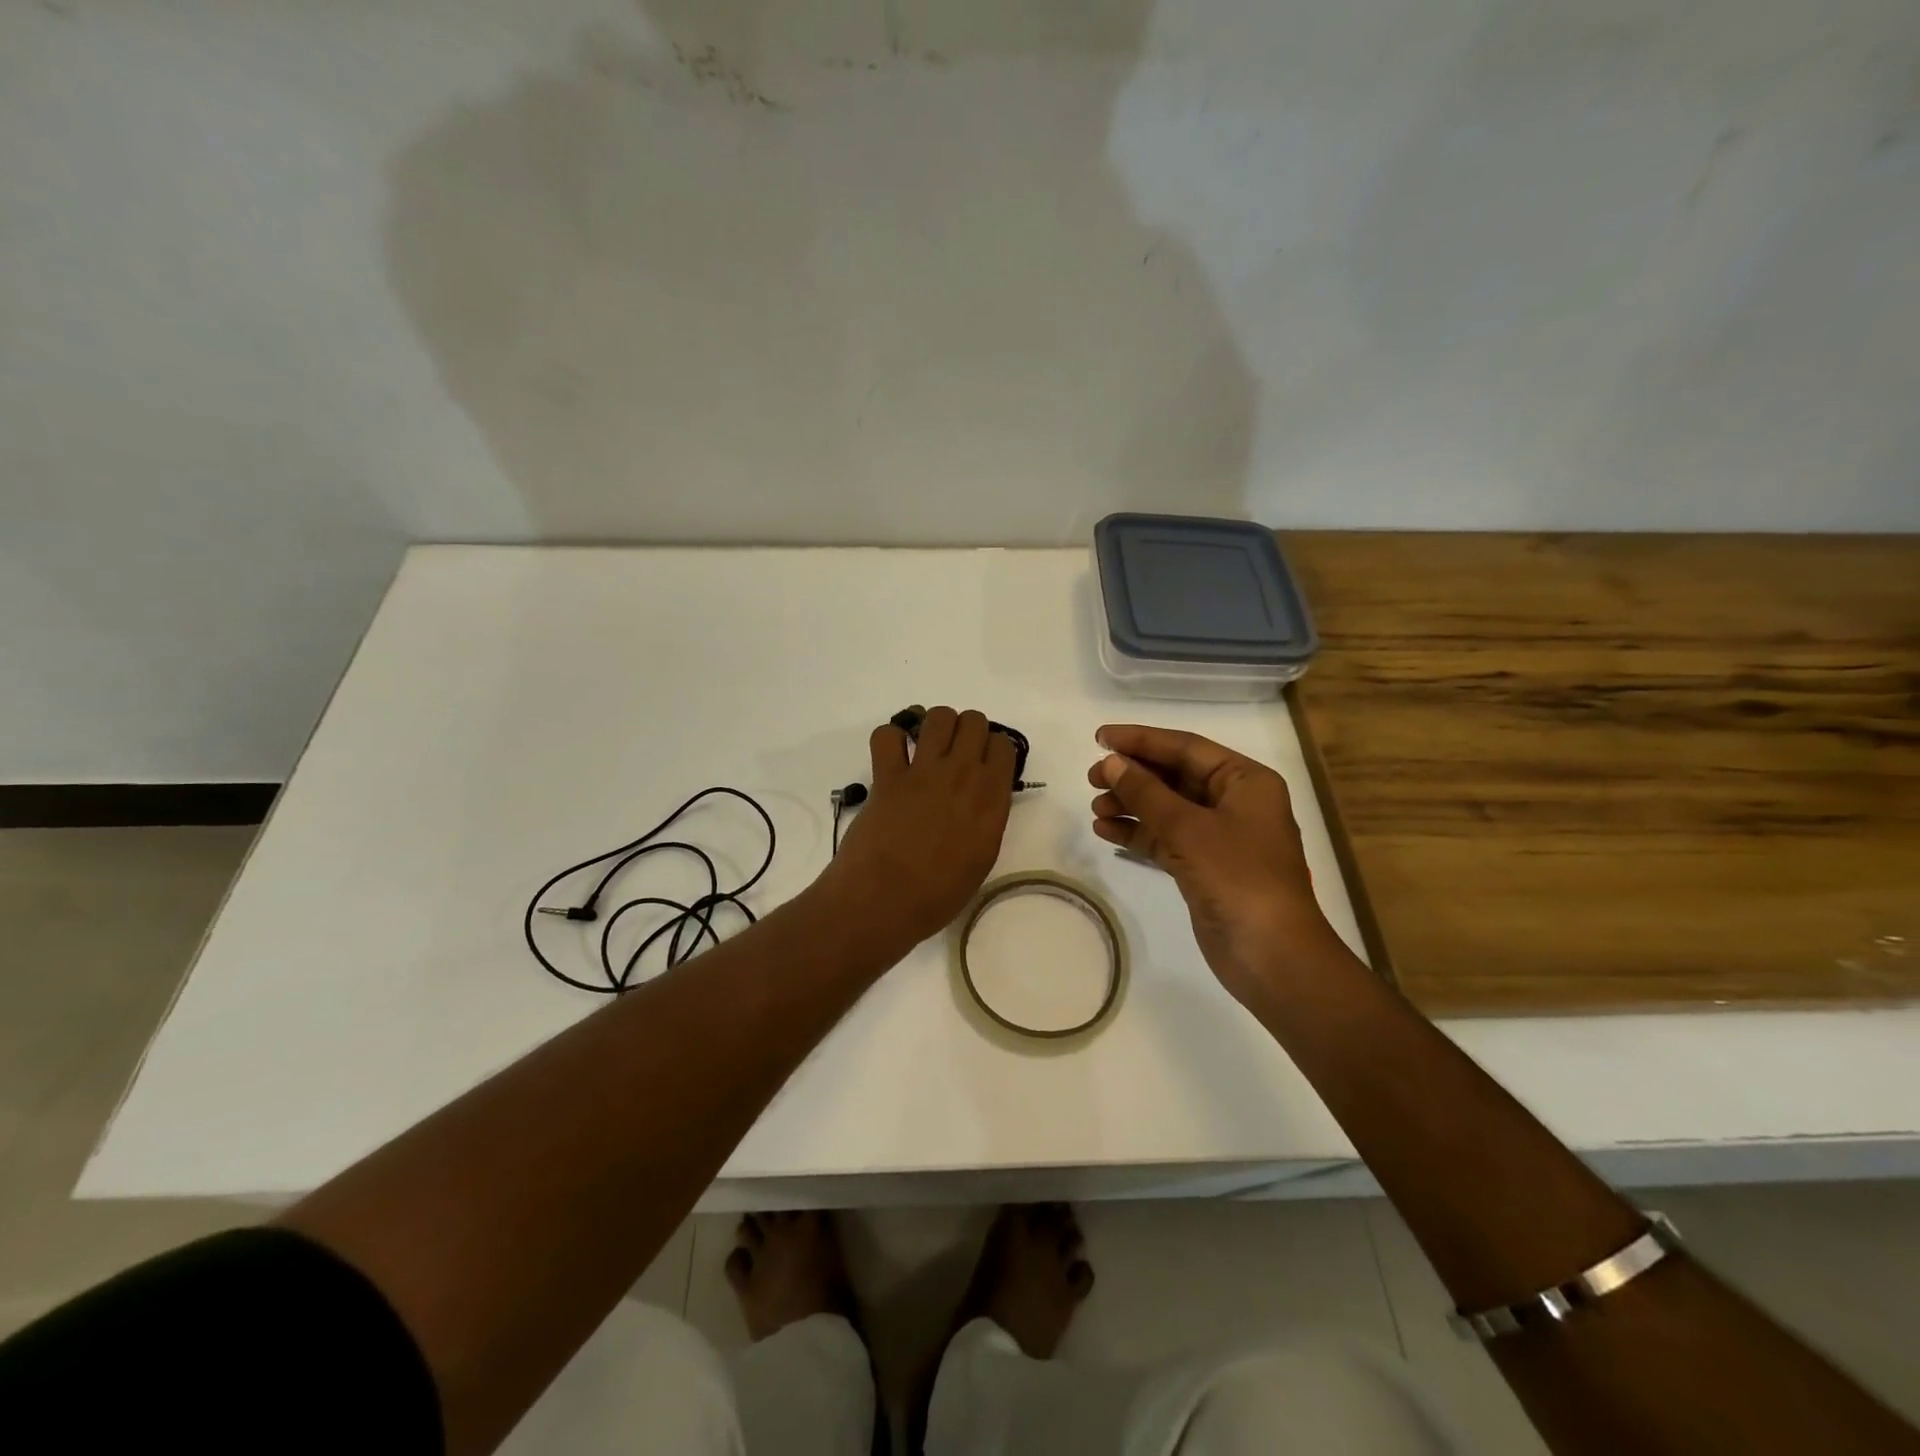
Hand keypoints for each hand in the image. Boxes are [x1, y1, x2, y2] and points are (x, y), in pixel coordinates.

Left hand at [818, 707, 1015, 955]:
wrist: (884, 902)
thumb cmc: (938, 895)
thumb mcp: (981, 858)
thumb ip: (986, 819)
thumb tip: (980, 800)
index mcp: (992, 799)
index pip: (1004, 745)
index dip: (993, 750)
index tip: (983, 765)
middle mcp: (963, 775)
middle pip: (974, 721)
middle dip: (967, 731)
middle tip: (955, 755)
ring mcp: (923, 771)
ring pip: (938, 715)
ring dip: (934, 725)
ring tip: (926, 747)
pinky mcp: (887, 775)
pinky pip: (887, 734)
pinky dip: (890, 739)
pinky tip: (893, 756)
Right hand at [1087, 724, 1339, 1001]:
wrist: (1271, 955)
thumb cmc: (1238, 878)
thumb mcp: (1188, 828)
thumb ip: (1146, 791)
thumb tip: (1111, 762)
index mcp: (1245, 781)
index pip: (1186, 747)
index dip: (1141, 740)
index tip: (1099, 737)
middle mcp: (1234, 802)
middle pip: (1174, 776)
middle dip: (1133, 775)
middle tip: (1092, 778)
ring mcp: (1219, 837)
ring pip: (1166, 808)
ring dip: (1131, 804)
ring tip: (1096, 808)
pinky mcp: (1203, 867)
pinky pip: (1165, 838)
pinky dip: (1137, 833)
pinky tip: (1106, 831)